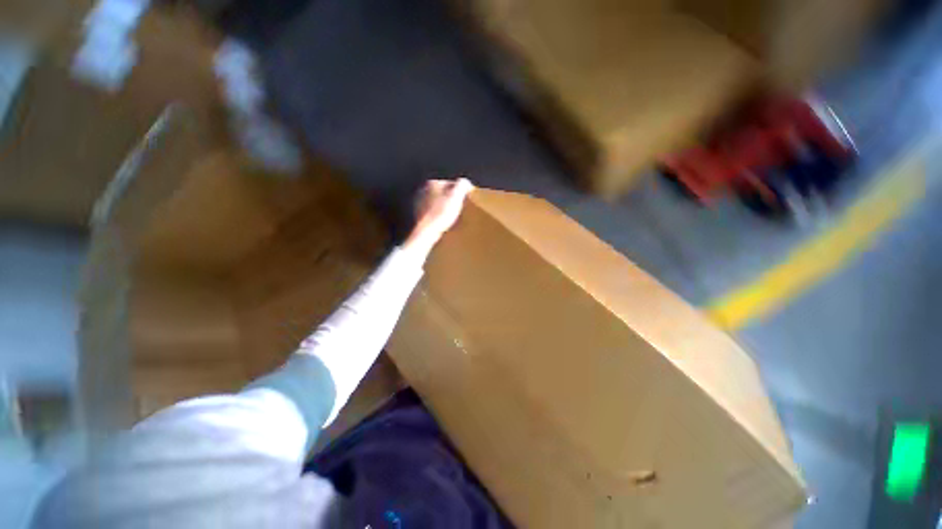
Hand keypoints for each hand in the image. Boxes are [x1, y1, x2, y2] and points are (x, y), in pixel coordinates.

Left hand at [403, 178, 473, 256]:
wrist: (427, 231)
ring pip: (437, 201)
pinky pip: (432, 211)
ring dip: (444, 206)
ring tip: (451, 215)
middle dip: (451, 198)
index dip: (460, 191)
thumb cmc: (441, 214)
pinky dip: (437, 214)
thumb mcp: (456, 196)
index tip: (465, 200)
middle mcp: (423, 190)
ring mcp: (419, 202)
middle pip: (443, 192)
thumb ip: (462, 185)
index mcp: (432, 183)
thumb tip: (465, 182)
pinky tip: (442, 220)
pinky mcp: (418, 213)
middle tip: (459, 207)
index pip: (451, 183)